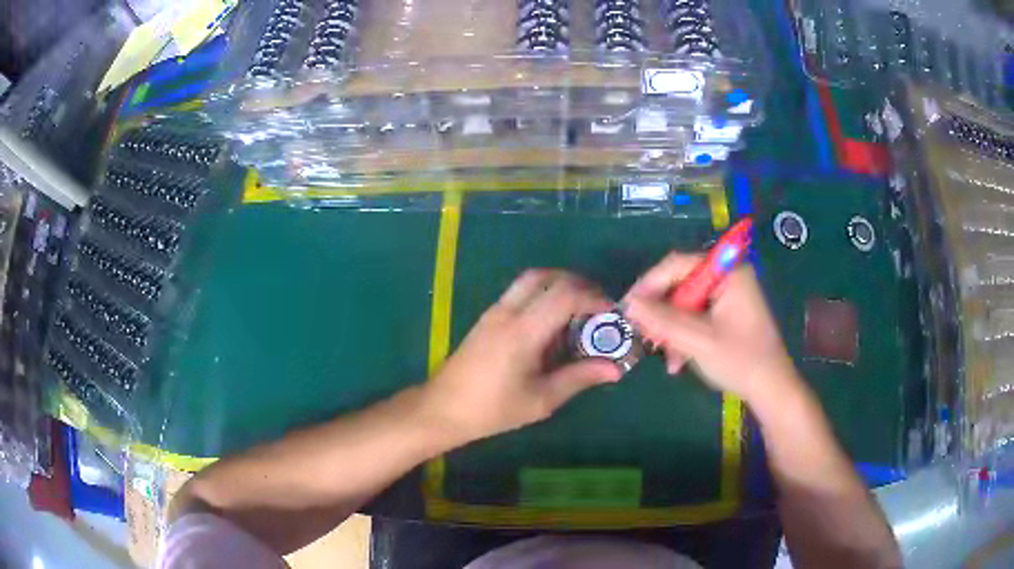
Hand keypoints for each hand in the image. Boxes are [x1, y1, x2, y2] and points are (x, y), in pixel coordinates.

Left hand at [422, 270, 621, 442]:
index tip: (611, 316)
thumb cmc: (492, 410)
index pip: (564, 295)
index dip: (594, 299)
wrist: (442, 408)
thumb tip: (615, 369)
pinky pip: (520, 293)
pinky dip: (543, 295)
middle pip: (547, 276)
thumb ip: (579, 378)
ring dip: (559, 286)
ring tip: (578, 314)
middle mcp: (508, 312)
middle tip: (597, 308)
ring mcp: (494, 311)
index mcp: (523, 331)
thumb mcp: (541, 400)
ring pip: (531, 280)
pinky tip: (552, 325)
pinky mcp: (487, 317)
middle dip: (578, 285)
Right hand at [622, 252, 798, 402]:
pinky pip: (695, 316)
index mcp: (727, 272)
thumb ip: (663, 319)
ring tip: (664, 356)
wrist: (771, 389)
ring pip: (684, 304)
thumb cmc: (740, 360)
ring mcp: (728, 295)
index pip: (678, 264)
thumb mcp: (698, 340)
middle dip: (661, 314)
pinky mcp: (726, 313)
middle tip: (644, 336)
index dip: (649, 284)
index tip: (628, 307)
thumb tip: (628, 304)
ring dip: (670, 330)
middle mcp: (727, 277)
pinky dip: (683, 336)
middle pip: (680, 285)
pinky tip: (677, 360)